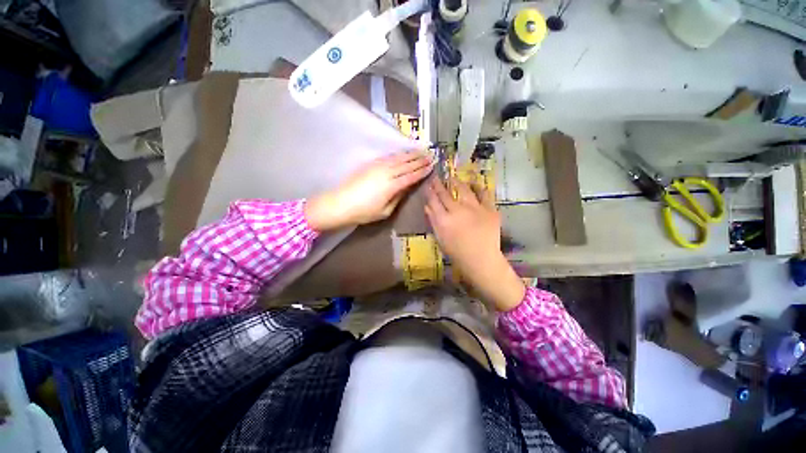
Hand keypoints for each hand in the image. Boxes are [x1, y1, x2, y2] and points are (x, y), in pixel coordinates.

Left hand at [305, 151, 432, 230]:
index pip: (411, 176)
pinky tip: (402, 154)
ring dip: (410, 154)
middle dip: (419, 160)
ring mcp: (377, 166)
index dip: (422, 171)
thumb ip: (398, 198)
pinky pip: (388, 157)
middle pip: (406, 164)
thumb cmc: (364, 212)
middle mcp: (386, 172)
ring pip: (398, 158)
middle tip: (430, 155)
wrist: (340, 203)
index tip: (431, 166)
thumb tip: (406, 187)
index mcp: (391, 186)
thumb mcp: (385, 211)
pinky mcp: (370, 164)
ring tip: (420, 151)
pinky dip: (397, 155)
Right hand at [425, 177, 524, 310]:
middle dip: (439, 184)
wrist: (481, 260)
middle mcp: (458, 210)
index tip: (428, 184)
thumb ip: (433, 221)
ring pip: (463, 189)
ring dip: (457, 182)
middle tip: (436, 177)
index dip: (430, 191)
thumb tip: (427, 206)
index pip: (433, 201)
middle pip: (445, 193)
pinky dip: (479, 187)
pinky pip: (484, 193)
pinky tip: (475, 184)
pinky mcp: (489, 209)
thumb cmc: (457, 253)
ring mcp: (475, 208)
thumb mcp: (440, 238)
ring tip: (453, 178)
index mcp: (444, 219)